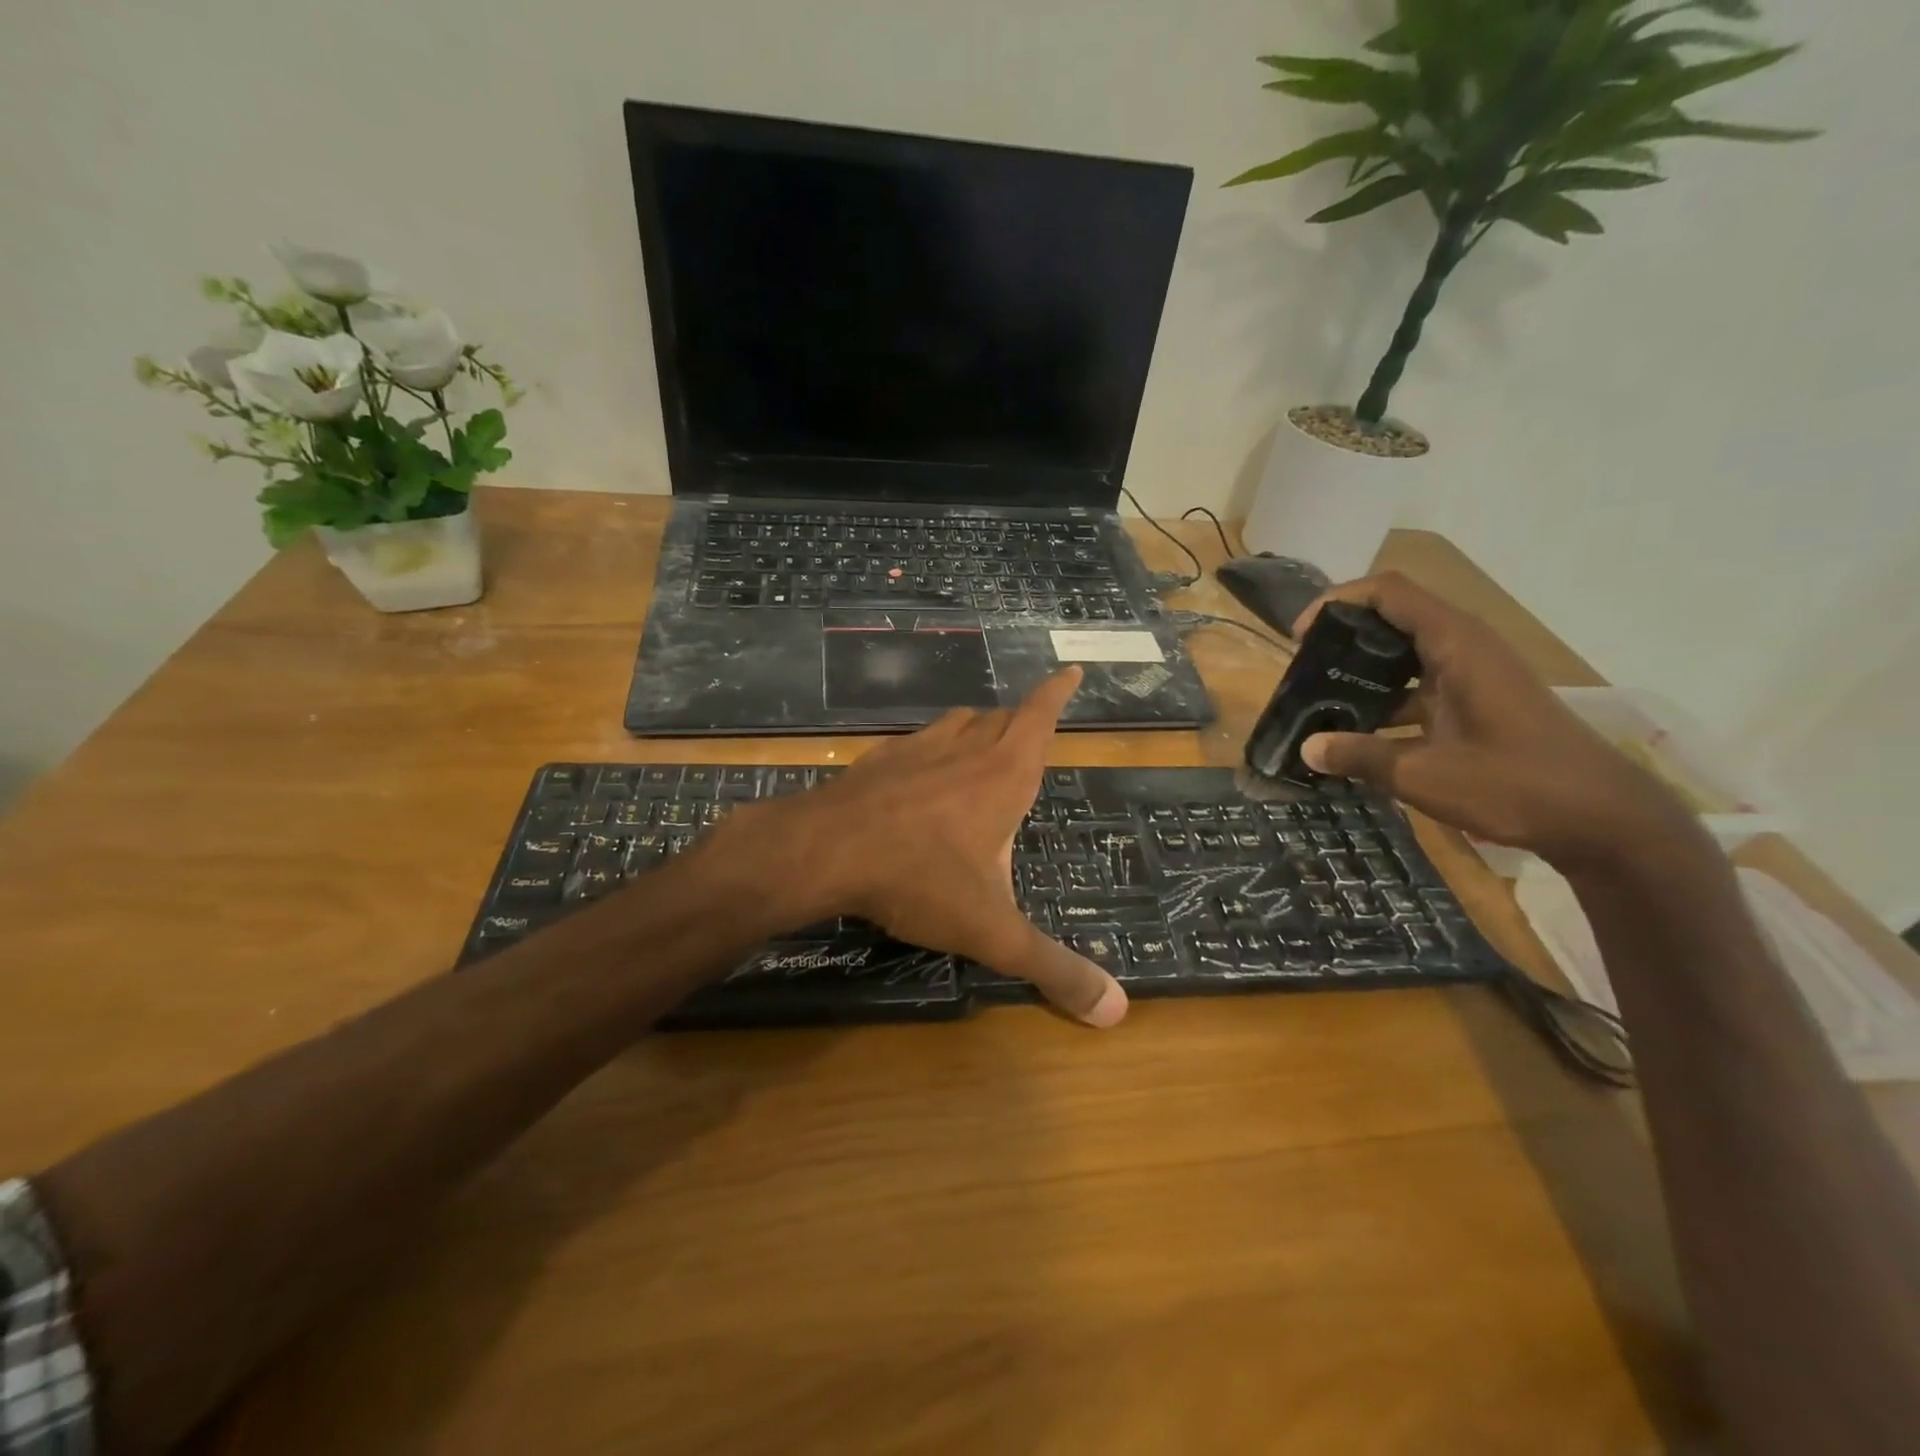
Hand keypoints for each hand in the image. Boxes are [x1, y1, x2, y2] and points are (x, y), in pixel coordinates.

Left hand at [716, 668, 1127, 1027]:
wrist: (823, 851)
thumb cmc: (919, 879)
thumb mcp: (992, 931)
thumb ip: (1053, 969)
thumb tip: (1116, 1011)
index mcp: (1003, 775)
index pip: (1039, 717)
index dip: (1056, 694)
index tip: (1069, 670)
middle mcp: (963, 749)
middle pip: (1000, 719)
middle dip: (1020, 720)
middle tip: (1031, 731)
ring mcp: (916, 749)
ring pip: (956, 723)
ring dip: (976, 730)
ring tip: (982, 748)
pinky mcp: (877, 760)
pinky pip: (915, 742)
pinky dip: (930, 749)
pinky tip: (919, 775)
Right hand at [1293, 573, 1695, 869]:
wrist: (1604, 820)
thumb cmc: (1514, 785)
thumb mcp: (1423, 775)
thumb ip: (1360, 756)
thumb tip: (1306, 749)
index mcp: (1456, 645)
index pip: (1388, 592)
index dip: (1338, 602)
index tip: (1300, 637)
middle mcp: (1466, 648)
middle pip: (1394, 618)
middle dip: (1344, 638)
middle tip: (1304, 670)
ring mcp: (1476, 675)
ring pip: (1407, 654)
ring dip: (1364, 672)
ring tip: (1322, 702)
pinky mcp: (1480, 702)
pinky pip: (1422, 685)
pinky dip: (1387, 699)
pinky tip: (1361, 735)